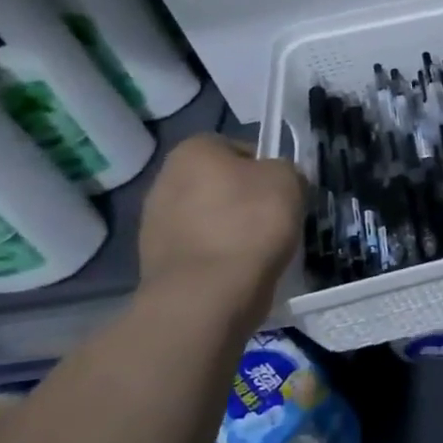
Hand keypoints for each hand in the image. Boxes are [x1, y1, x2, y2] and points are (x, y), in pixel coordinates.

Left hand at [139, 136, 303, 321]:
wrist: (208, 294)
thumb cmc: (250, 224)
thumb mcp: (289, 180)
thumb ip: (284, 170)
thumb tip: (277, 181)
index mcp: (193, 151)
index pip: (237, 147)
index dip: (264, 167)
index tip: (281, 190)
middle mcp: (164, 180)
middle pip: (219, 184)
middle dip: (244, 199)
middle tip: (273, 219)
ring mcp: (154, 224)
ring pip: (208, 218)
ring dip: (230, 230)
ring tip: (259, 250)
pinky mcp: (155, 263)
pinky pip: (199, 250)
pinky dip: (218, 257)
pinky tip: (239, 271)